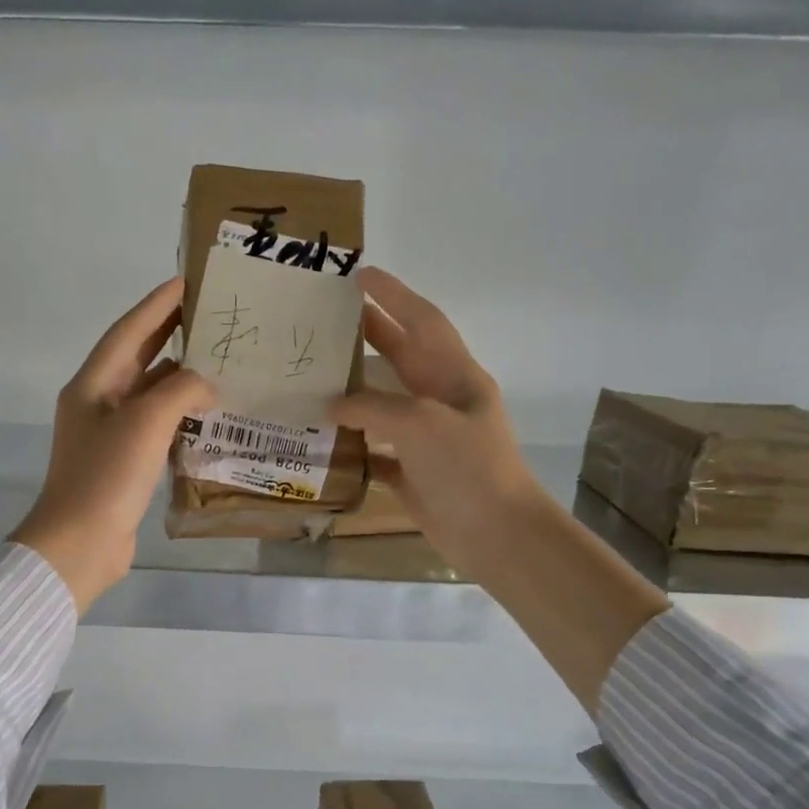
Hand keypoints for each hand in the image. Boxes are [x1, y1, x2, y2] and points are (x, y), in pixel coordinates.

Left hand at [12, 278, 214, 612]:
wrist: (80, 544)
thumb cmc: (107, 476)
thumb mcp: (146, 423)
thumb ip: (180, 391)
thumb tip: (206, 385)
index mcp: (93, 384)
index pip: (129, 331)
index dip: (157, 304)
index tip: (188, 280)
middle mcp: (98, 403)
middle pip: (138, 357)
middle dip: (170, 333)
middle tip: (209, 314)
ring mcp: (110, 435)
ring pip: (149, 393)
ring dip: (180, 376)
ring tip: (219, 359)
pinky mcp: (124, 463)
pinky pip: (156, 425)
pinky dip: (181, 414)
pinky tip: (209, 411)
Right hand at [328, 267, 546, 583]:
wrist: (495, 533)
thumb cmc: (467, 467)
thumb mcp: (421, 423)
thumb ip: (373, 406)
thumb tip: (332, 405)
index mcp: (456, 377)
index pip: (423, 321)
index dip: (394, 295)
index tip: (360, 274)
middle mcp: (441, 401)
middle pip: (401, 357)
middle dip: (369, 334)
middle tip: (327, 317)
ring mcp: (426, 438)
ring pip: (383, 403)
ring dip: (353, 389)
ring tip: (313, 373)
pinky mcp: (411, 471)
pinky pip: (374, 448)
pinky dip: (351, 442)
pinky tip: (321, 437)